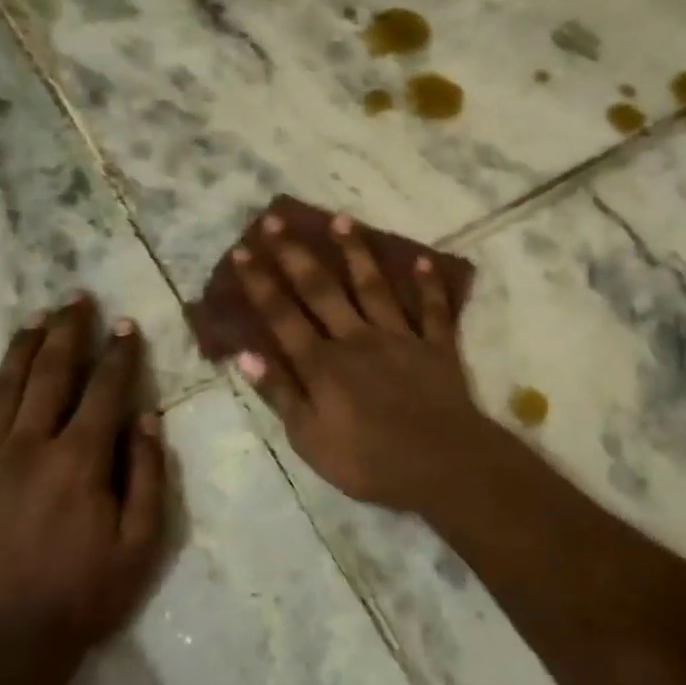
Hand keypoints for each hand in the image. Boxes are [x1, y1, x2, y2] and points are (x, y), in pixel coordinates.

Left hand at [0, 295, 169, 656]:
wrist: (3, 648)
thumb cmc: (84, 596)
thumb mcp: (141, 543)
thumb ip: (147, 474)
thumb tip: (145, 417)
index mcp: (80, 460)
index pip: (104, 389)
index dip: (119, 353)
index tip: (126, 325)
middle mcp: (29, 447)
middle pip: (50, 374)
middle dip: (67, 331)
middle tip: (76, 299)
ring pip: (2, 389)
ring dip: (20, 350)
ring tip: (34, 320)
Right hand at [231, 213, 498, 512]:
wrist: (442, 465)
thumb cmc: (369, 462)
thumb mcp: (310, 439)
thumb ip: (280, 394)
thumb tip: (246, 354)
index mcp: (323, 364)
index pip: (282, 316)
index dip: (260, 283)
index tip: (242, 252)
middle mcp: (357, 338)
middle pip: (322, 289)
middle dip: (295, 253)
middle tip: (275, 219)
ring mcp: (400, 337)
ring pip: (373, 286)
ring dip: (356, 252)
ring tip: (341, 219)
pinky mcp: (436, 346)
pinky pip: (432, 309)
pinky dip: (428, 283)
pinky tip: (421, 258)